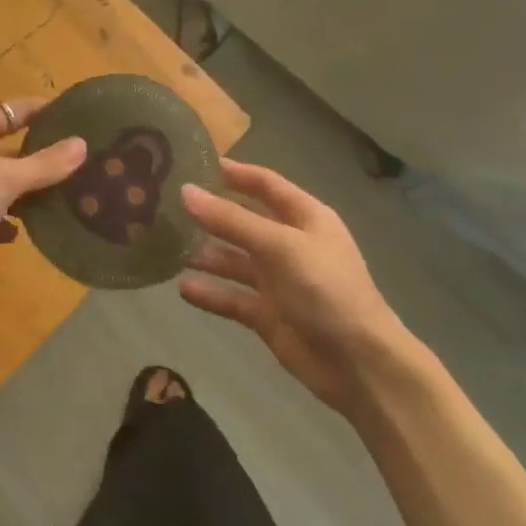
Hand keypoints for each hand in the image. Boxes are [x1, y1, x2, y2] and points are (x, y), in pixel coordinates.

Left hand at [0, 99, 86, 286]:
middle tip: (76, 162)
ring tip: (60, 198)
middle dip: (38, 156)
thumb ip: (44, 165)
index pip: (9, 111)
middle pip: (5, 149)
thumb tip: (81, 143)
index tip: (72, 114)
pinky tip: (20, 233)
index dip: (39, 110)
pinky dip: (2, 222)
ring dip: (23, 192)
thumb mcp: (4, 180)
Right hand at [179, 159, 420, 415]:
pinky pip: (232, 297)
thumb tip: (186, 191)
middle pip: (245, 221)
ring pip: (234, 260)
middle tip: (167, 205)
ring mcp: (278, 281)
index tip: (195, 162)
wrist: (358, 364)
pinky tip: (182, 287)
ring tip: (166, 245)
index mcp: (305, 218)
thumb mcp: (279, 246)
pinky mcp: (267, 314)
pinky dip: (210, 293)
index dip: (235, 173)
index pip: (266, 184)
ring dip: (205, 254)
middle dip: (211, 214)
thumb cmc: (326, 290)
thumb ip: (231, 220)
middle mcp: (290, 245)